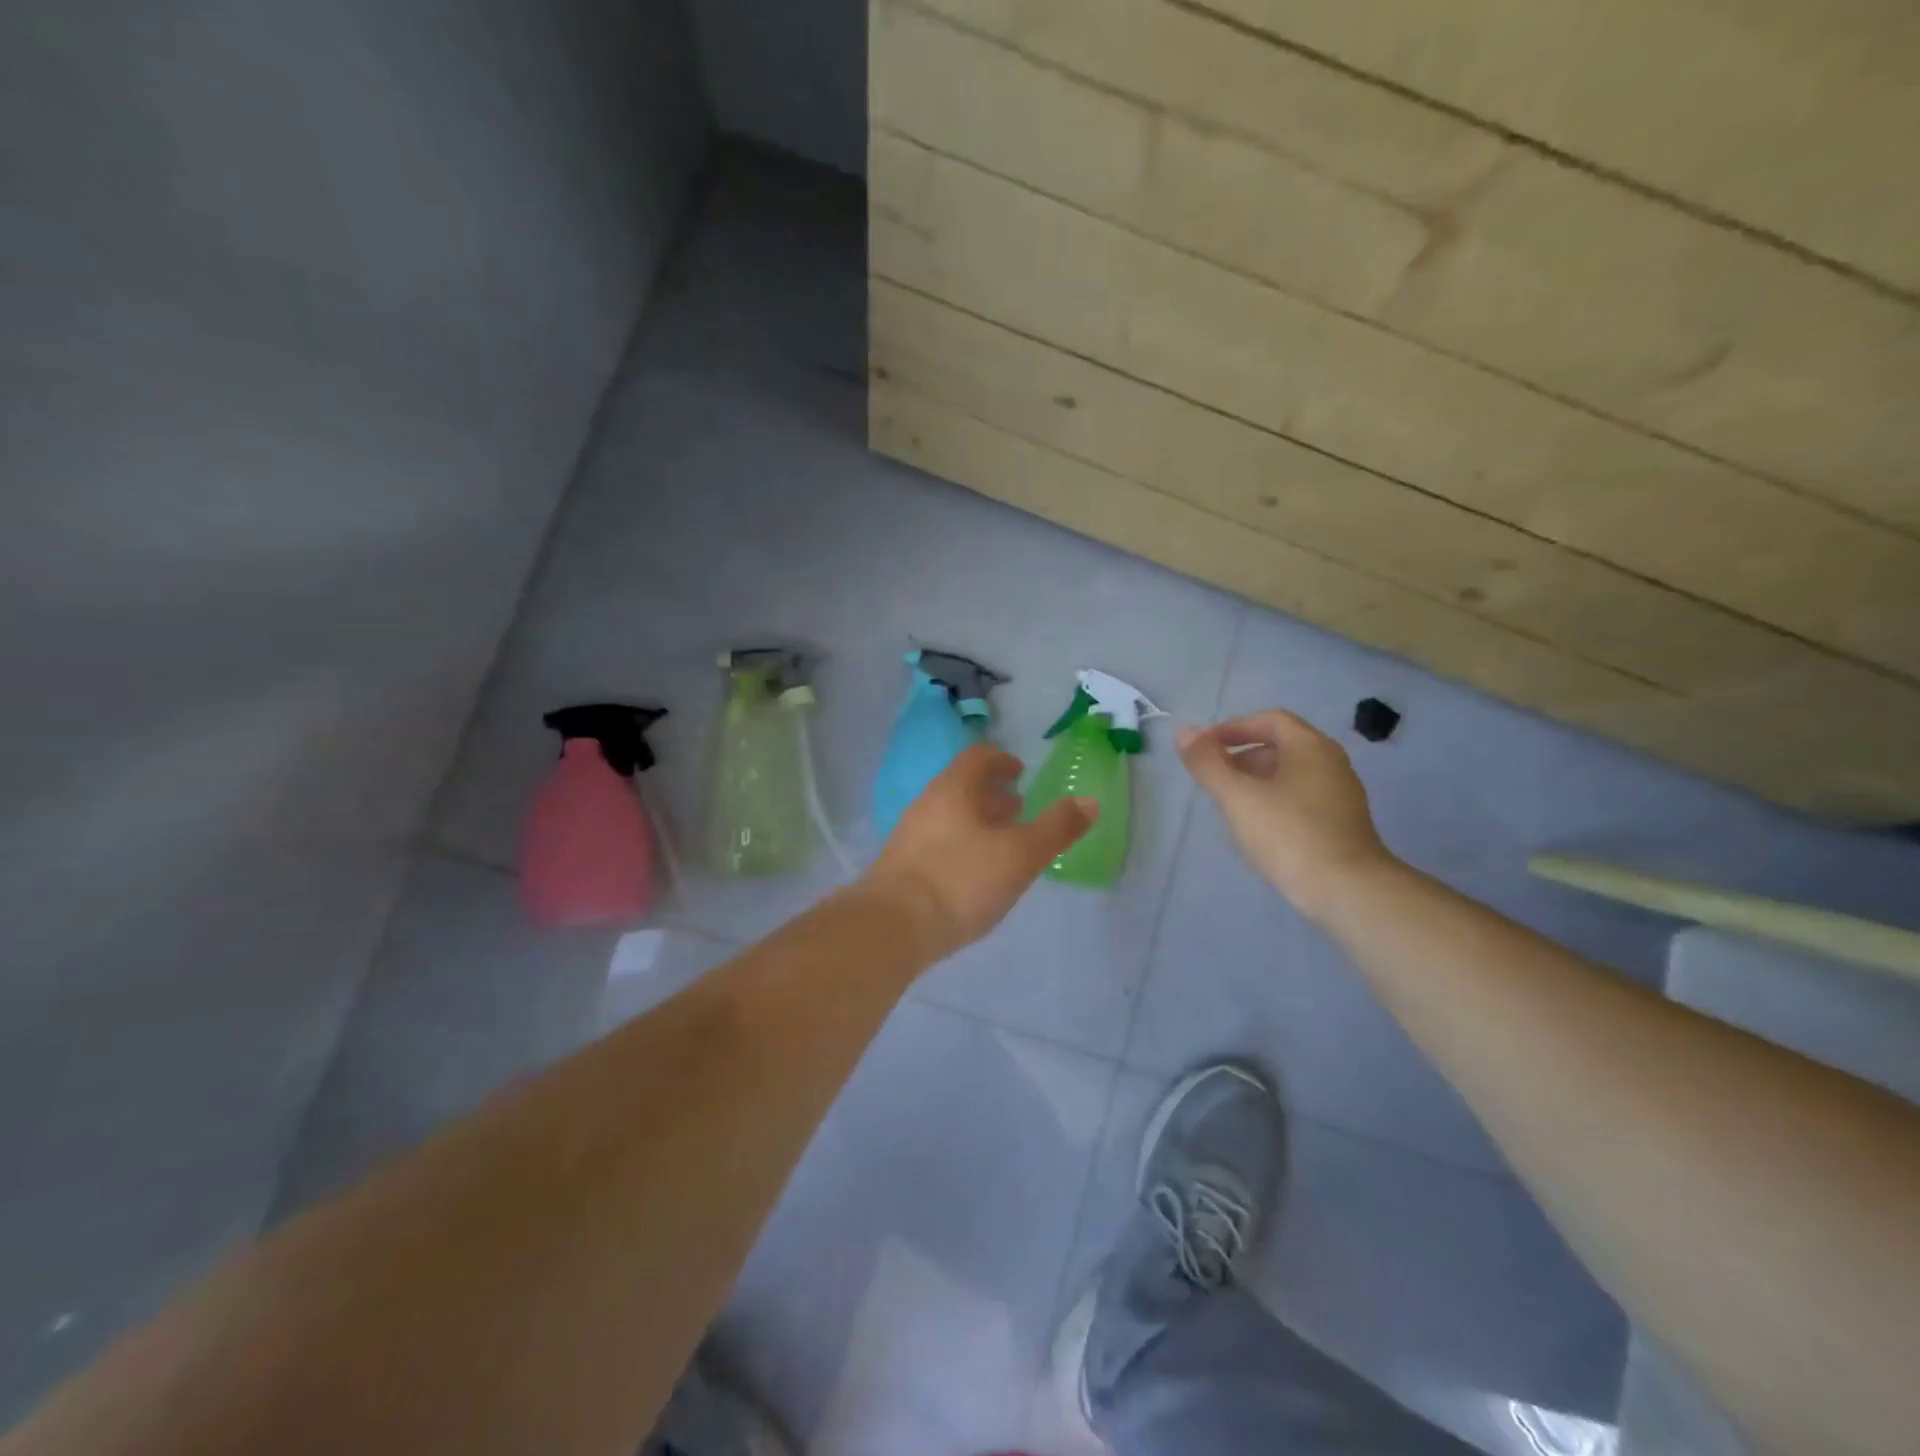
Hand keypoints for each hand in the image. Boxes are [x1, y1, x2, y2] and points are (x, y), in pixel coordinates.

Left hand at [864, 743, 1096, 958]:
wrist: (892, 927)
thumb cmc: (961, 880)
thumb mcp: (1020, 855)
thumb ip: (1056, 828)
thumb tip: (1089, 801)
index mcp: (953, 789)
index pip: (978, 757)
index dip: (1002, 760)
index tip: (1020, 773)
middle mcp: (927, 804)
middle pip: (962, 787)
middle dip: (992, 795)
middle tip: (1019, 810)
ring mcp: (909, 836)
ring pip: (950, 817)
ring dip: (977, 823)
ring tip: (1002, 845)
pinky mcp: (901, 867)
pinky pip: (938, 843)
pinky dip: (962, 846)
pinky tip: (975, 876)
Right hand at [1177, 710, 1397, 921]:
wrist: (1348, 891)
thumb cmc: (1288, 834)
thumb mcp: (1237, 796)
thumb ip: (1207, 763)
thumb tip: (1183, 731)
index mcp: (1310, 747)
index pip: (1269, 720)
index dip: (1233, 728)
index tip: (1203, 747)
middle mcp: (1331, 763)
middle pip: (1280, 746)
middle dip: (1242, 756)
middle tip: (1212, 778)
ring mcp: (1341, 795)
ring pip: (1290, 775)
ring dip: (1256, 781)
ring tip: (1229, 805)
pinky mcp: (1342, 824)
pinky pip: (1301, 799)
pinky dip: (1274, 802)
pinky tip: (1258, 829)